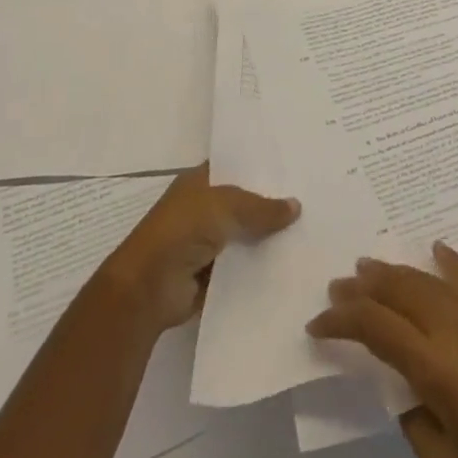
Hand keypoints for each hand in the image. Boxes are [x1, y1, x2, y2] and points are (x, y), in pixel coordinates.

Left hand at [101, 165, 299, 332]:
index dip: (261, 168)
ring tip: (307, 232)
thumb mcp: (226, 206)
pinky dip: (257, 267)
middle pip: (242, 203)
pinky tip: (287, 263)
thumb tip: (296, 206)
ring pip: (243, 235)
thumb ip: (262, 207)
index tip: (294, 169)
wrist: (147, 289)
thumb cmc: (182, 230)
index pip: (236, 168)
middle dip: (269, 204)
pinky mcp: (208, 276)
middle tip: (310, 200)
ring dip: (265, 238)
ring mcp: (204, 243)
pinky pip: (239, 266)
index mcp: (199, 182)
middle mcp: (201, 209)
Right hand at [307, 243, 457, 457]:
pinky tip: (437, 248)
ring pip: (430, 280)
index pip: (378, 330)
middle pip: (401, 292)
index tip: (318, 322)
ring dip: (397, 270)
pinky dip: (451, 260)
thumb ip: (418, 424)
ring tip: (369, 265)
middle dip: (365, 287)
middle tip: (337, 285)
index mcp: (438, 369)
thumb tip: (407, 391)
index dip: (344, 322)